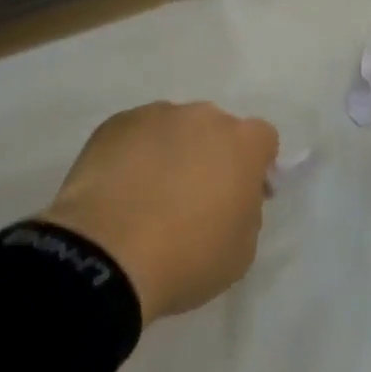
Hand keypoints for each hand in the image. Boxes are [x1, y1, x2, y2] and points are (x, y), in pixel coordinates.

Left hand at [40, 101, 278, 324]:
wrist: (107, 253)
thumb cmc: (187, 256)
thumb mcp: (241, 250)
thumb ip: (247, 212)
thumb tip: (234, 197)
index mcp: (243, 142)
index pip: (263, 140)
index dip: (256, 166)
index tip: (241, 196)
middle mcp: (203, 116)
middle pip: (216, 129)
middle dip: (211, 155)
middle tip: (193, 198)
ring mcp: (156, 115)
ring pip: (173, 129)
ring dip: (171, 152)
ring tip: (148, 196)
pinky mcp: (115, 124)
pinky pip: (135, 135)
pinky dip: (133, 155)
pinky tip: (119, 191)